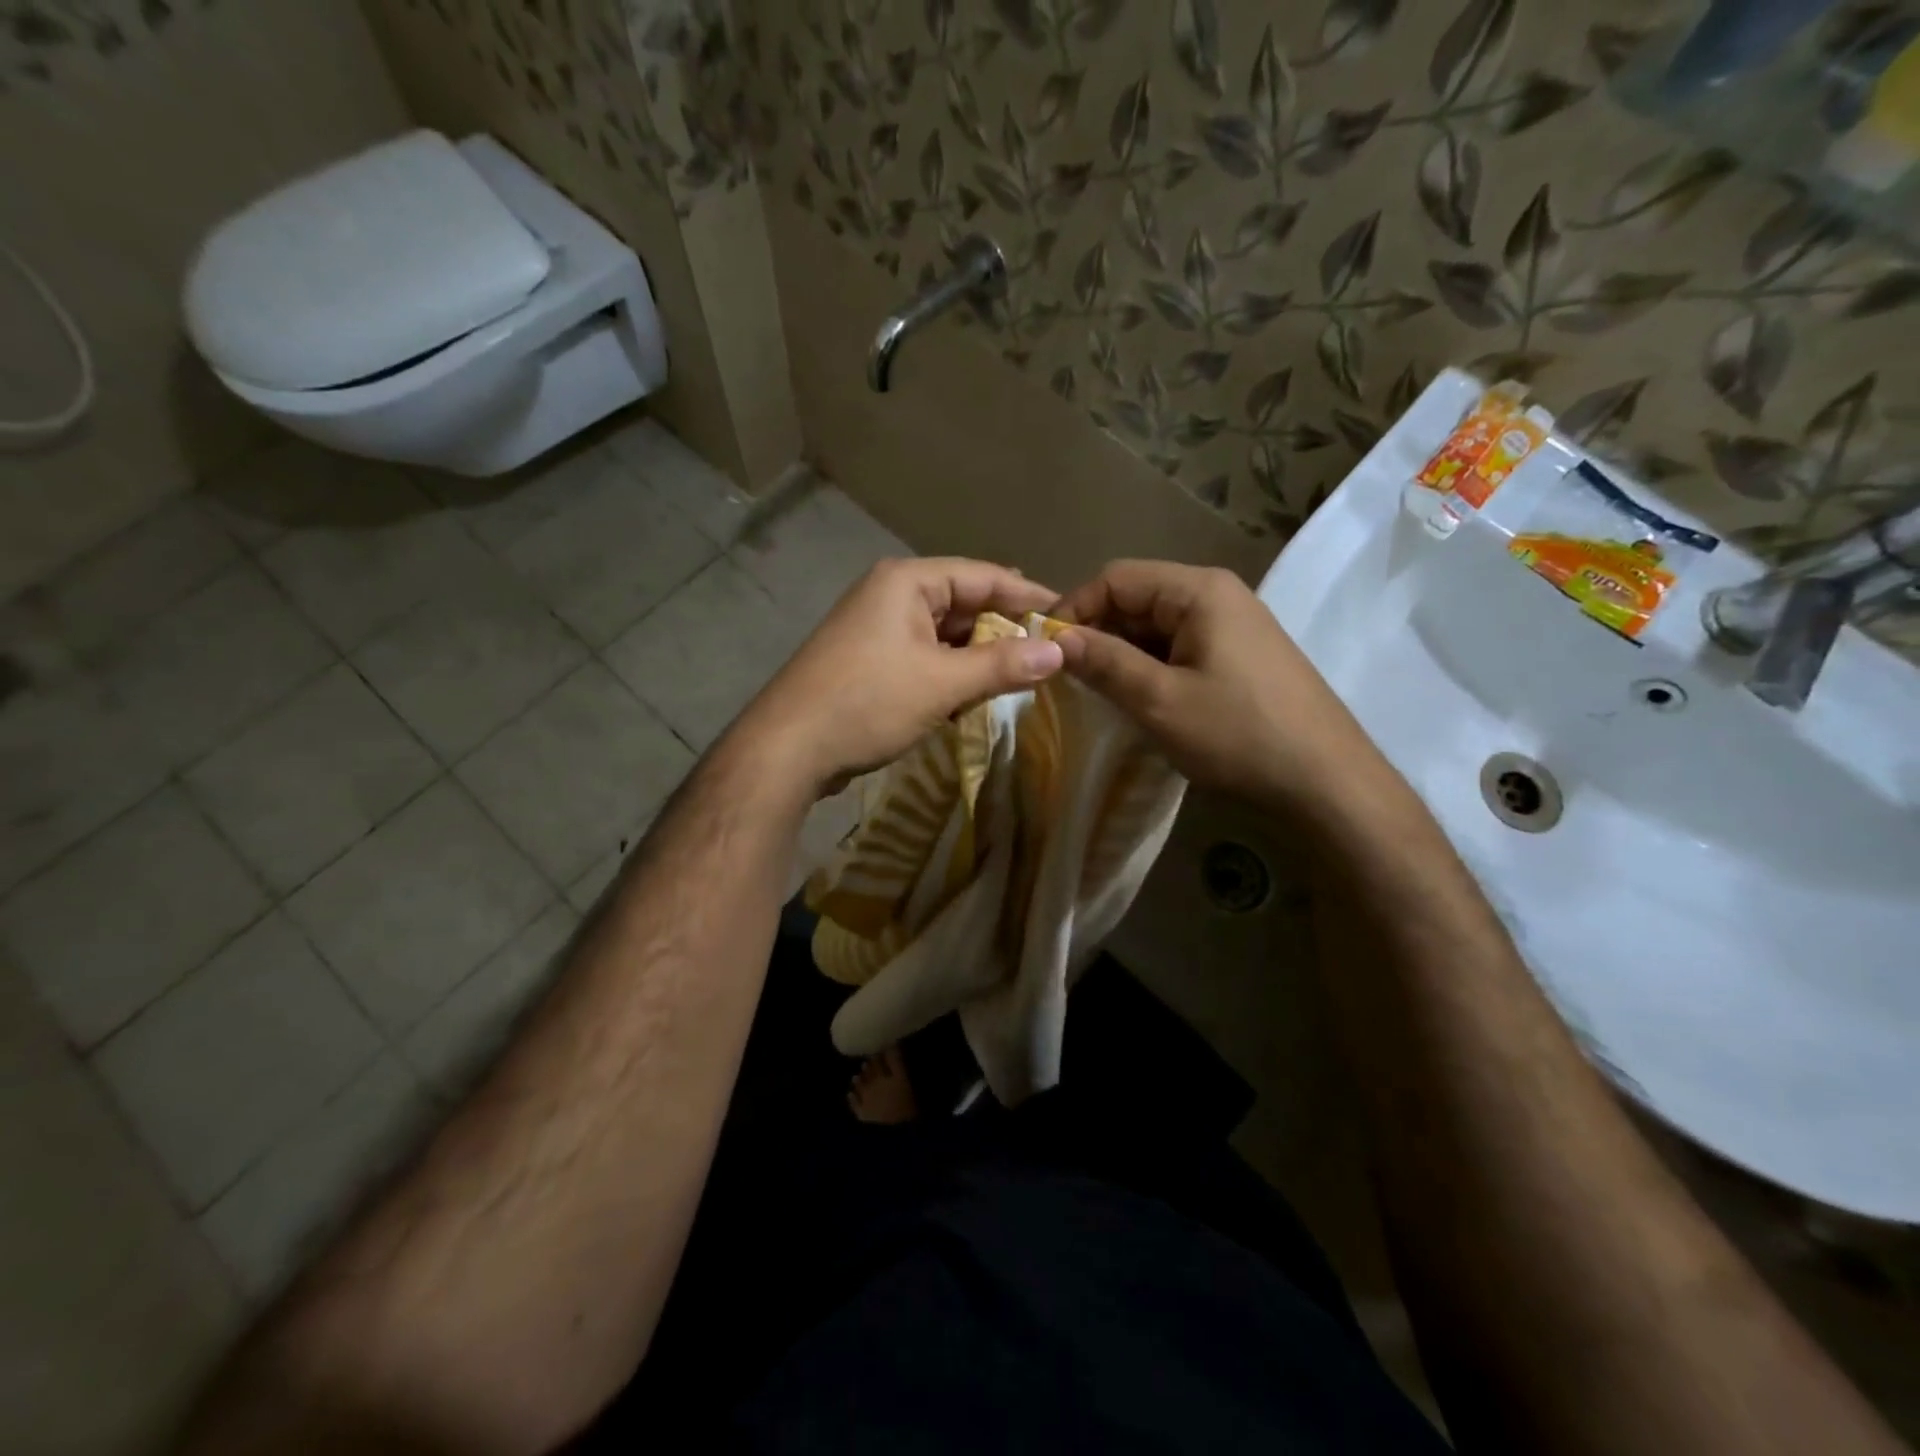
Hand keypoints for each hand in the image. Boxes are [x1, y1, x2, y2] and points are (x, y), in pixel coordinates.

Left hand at [731, 557, 1063, 796]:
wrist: (787, 749)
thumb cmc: (867, 703)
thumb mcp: (942, 683)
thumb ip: (1001, 665)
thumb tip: (1058, 651)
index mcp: (907, 582)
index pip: (983, 576)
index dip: (1027, 596)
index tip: (1067, 616)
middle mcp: (891, 595)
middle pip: (963, 603)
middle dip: (1004, 629)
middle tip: (1050, 653)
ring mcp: (878, 630)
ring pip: (945, 635)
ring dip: (980, 656)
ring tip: (1024, 676)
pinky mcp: (871, 663)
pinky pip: (926, 658)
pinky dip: (953, 674)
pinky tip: (978, 696)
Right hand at [1053, 560, 1379, 815]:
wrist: (1326, 781)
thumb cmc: (1238, 734)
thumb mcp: (1159, 700)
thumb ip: (1104, 662)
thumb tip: (1053, 638)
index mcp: (1199, 590)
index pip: (1116, 577)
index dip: (1074, 607)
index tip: (1043, 648)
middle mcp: (1217, 595)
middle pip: (1137, 597)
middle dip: (1097, 631)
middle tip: (1065, 675)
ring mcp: (1233, 625)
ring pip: (1156, 625)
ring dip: (1121, 652)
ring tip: (1094, 690)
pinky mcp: (1239, 655)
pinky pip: (1179, 646)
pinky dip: (1149, 665)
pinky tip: (1136, 697)